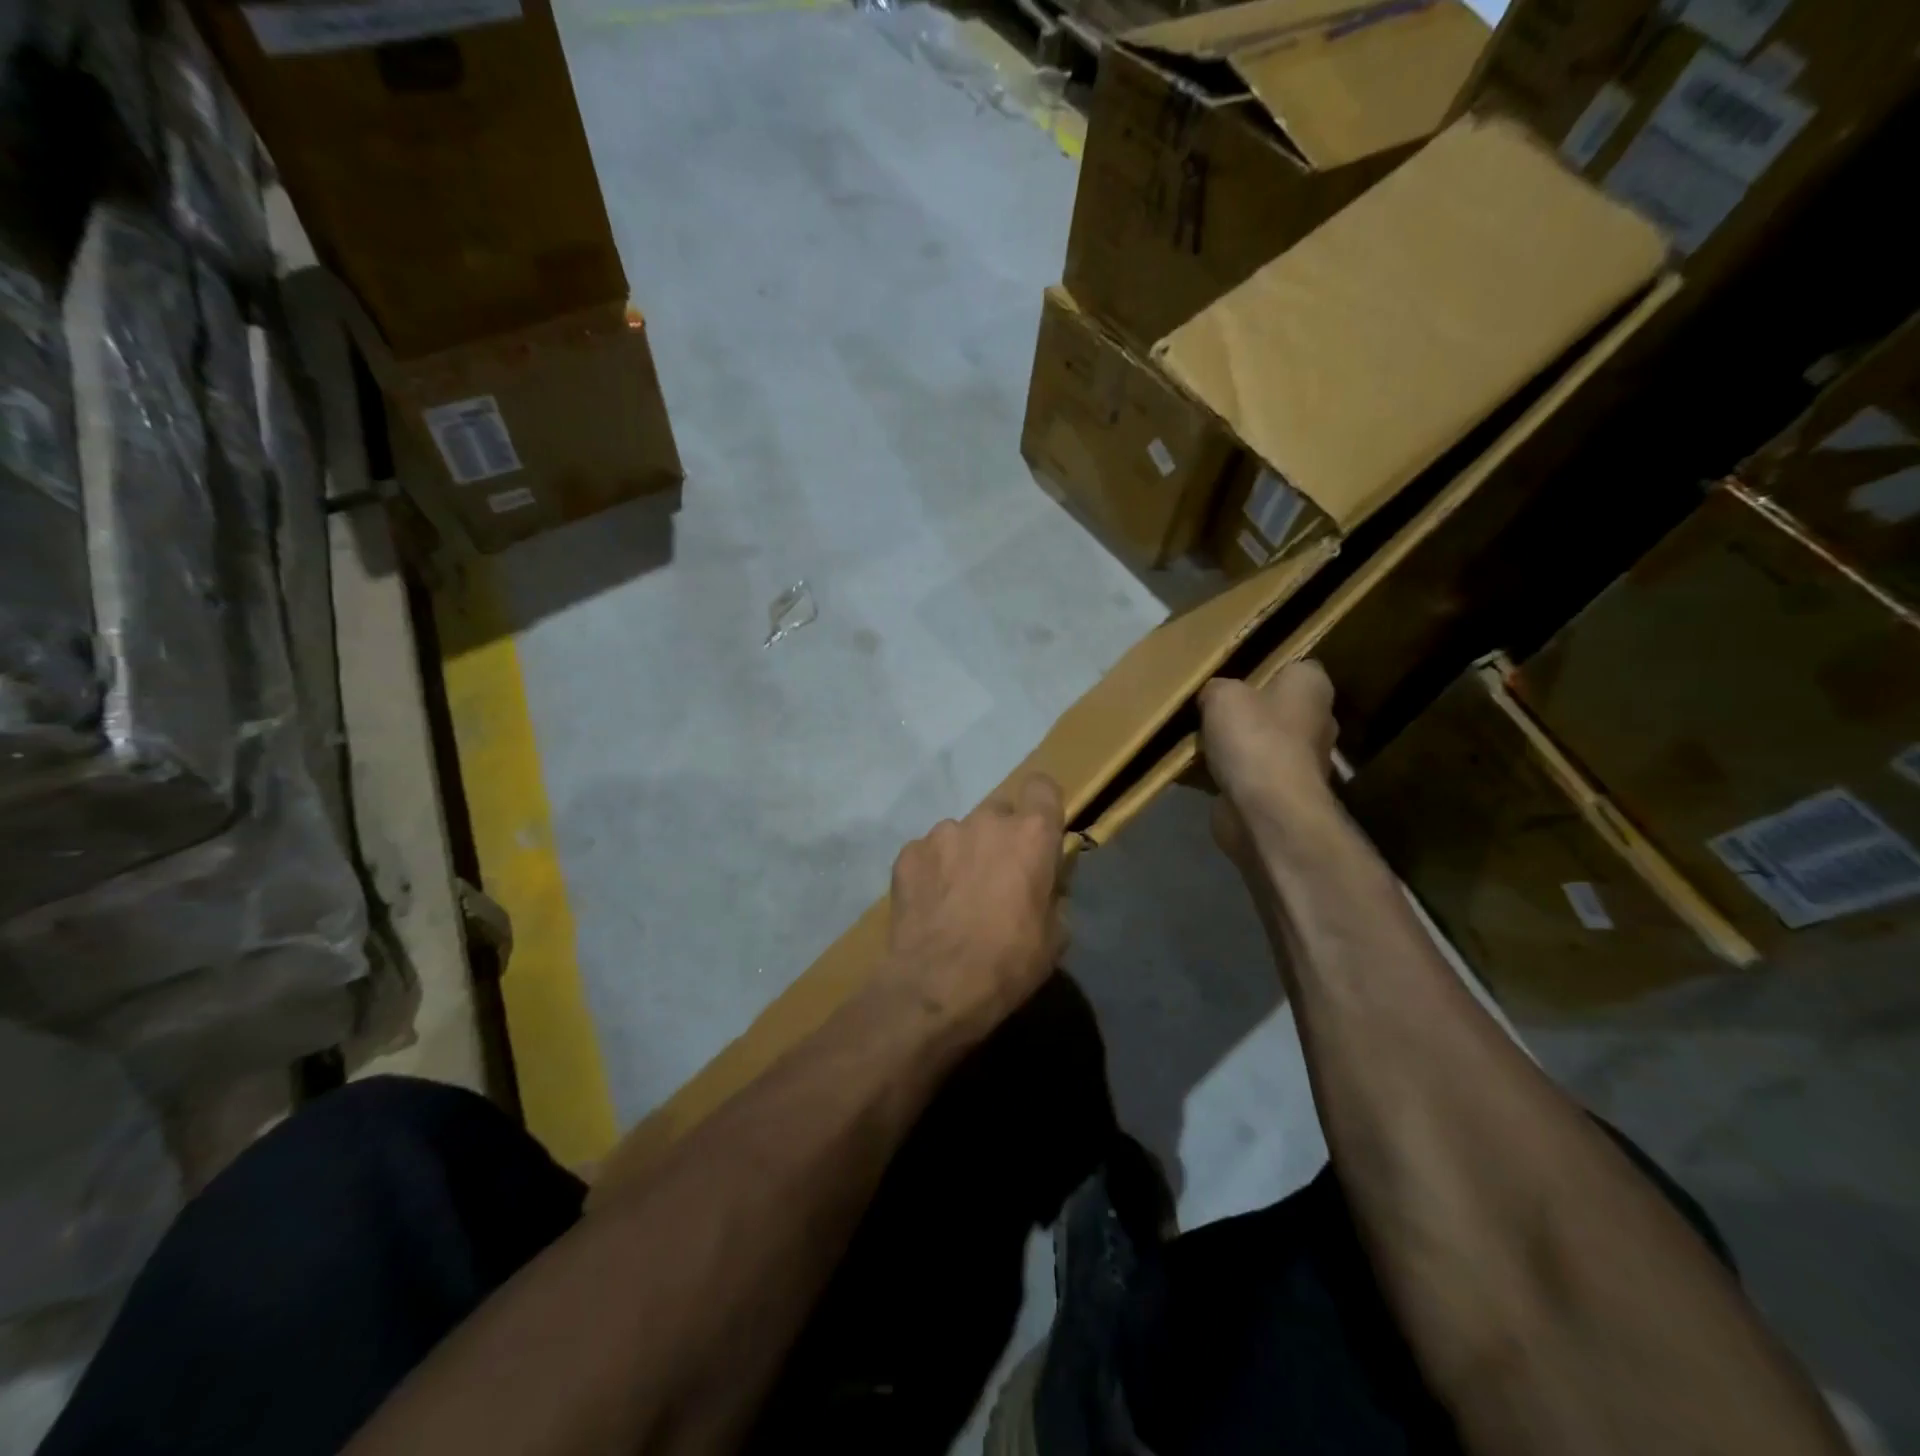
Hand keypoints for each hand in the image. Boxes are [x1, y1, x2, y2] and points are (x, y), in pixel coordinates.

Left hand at [878, 774, 1067, 1041]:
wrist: (937, 985)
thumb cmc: (1009, 961)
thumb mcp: (1055, 935)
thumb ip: (1053, 893)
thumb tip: (1045, 884)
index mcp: (1031, 834)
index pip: (1042, 787)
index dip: (1042, 806)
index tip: (1040, 833)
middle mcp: (986, 821)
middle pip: (999, 812)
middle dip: (1000, 837)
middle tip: (997, 877)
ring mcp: (942, 834)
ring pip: (960, 833)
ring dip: (963, 855)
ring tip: (956, 897)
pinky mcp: (907, 853)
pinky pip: (927, 853)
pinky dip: (931, 871)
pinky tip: (930, 905)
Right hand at [1199, 660, 1336, 819]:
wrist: (1267, 812)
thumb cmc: (1255, 739)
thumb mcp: (1222, 696)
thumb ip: (1217, 689)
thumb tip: (1214, 697)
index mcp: (1311, 688)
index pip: (1295, 667)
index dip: (1266, 667)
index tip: (1235, 673)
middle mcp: (1315, 722)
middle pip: (1276, 707)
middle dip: (1246, 709)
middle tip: (1209, 707)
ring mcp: (1301, 762)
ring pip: (1260, 742)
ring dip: (1234, 744)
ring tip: (1196, 740)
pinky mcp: (1281, 793)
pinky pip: (1248, 774)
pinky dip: (1226, 774)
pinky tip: (1195, 771)